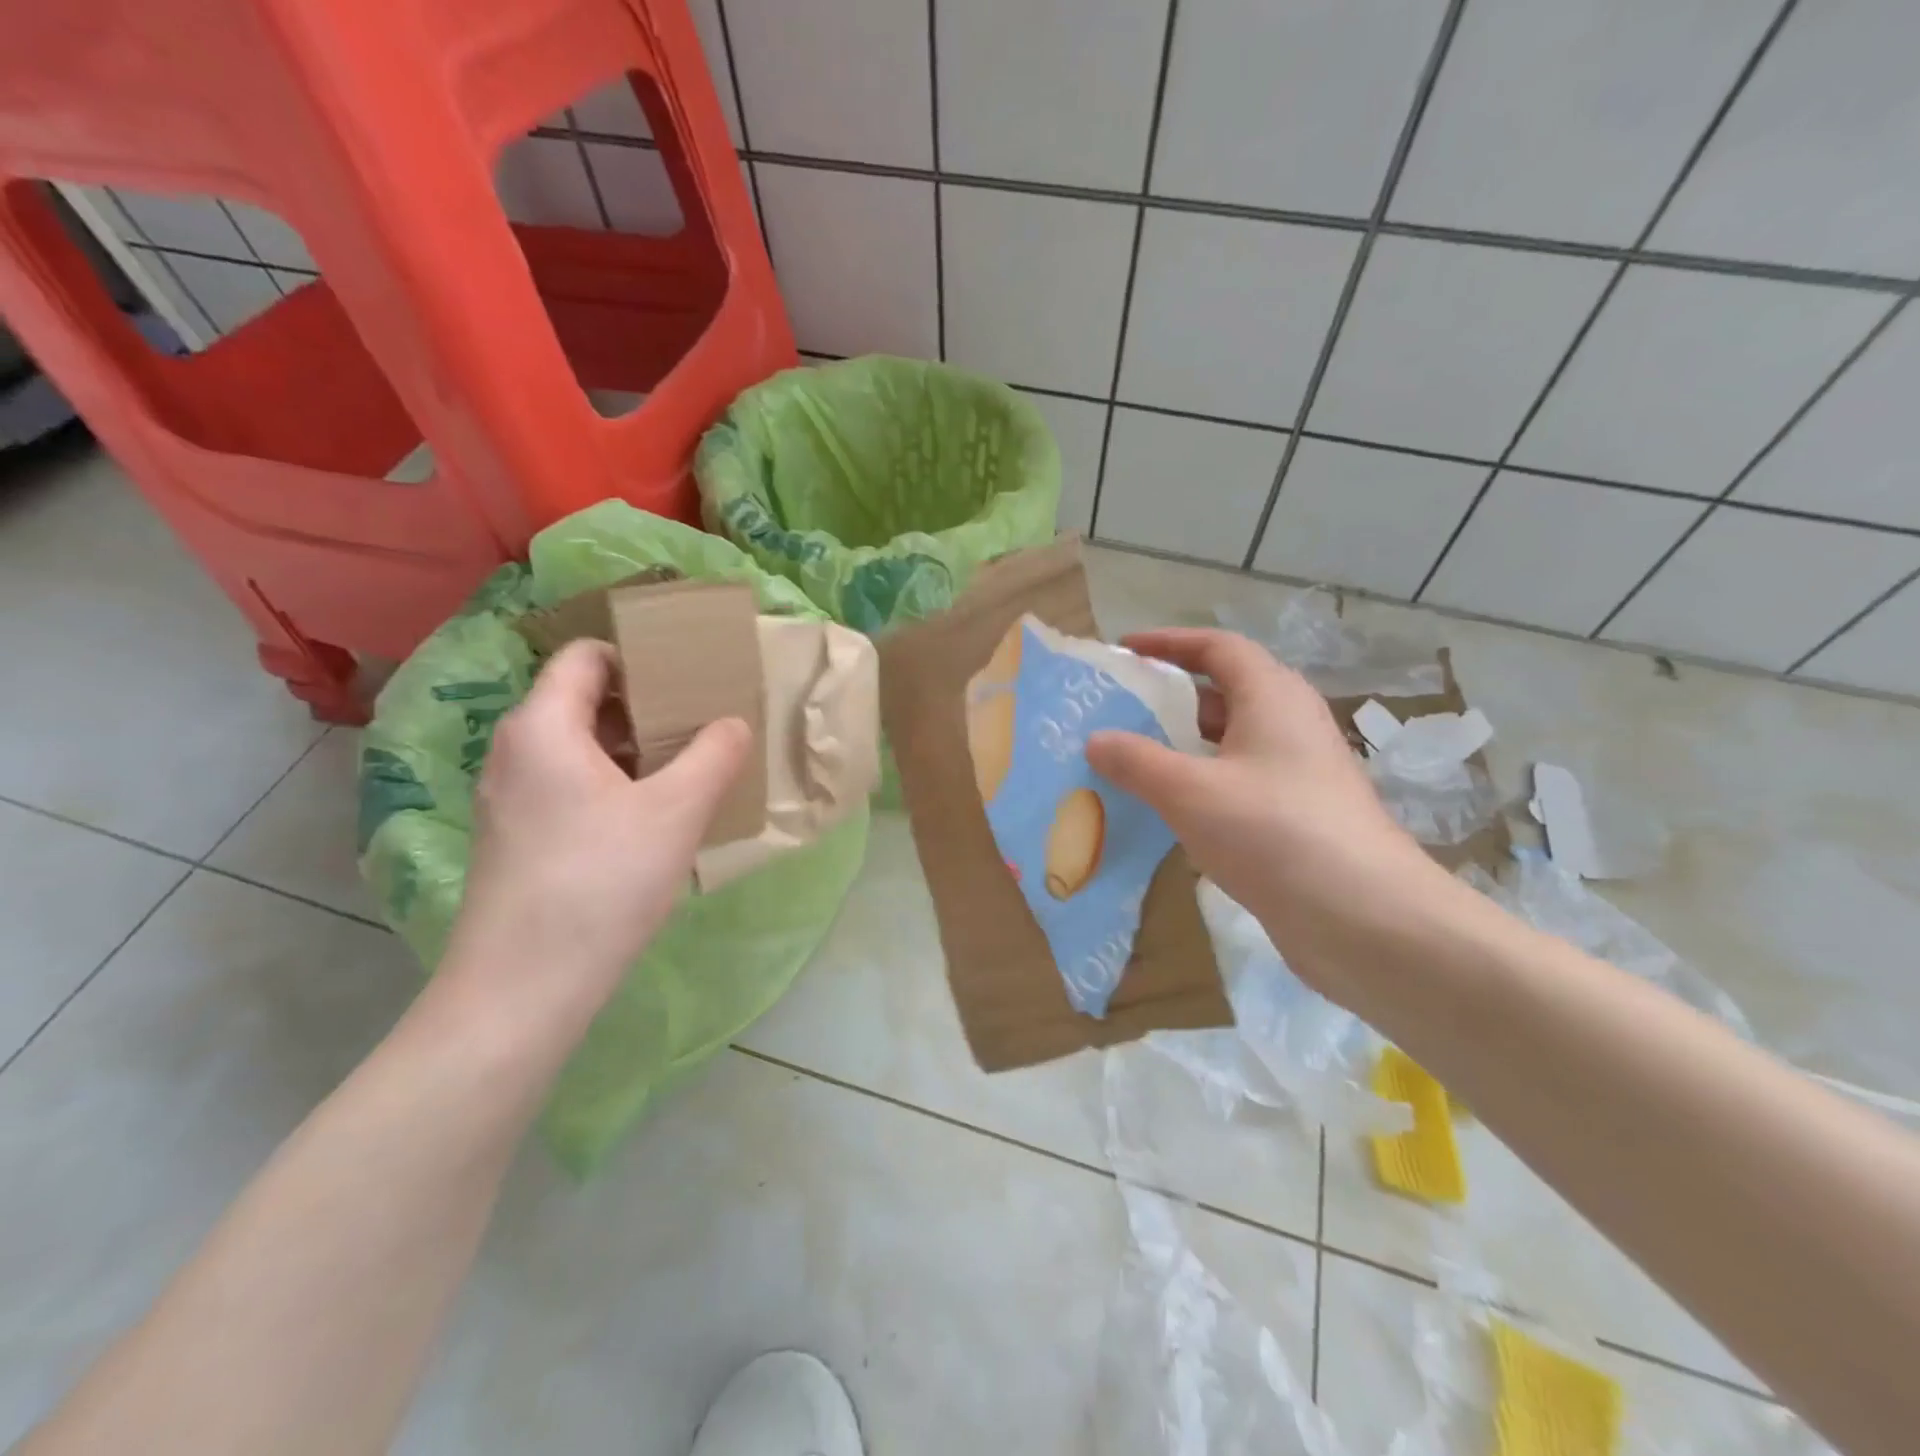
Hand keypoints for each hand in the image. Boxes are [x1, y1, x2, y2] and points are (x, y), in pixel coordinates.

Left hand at [440, 640, 751, 1027]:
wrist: (523, 987)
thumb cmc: (601, 882)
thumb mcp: (676, 812)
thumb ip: (714, 756)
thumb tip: (733, 723)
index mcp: (543, 726)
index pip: (586, 655)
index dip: (638, 654)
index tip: (688, 675)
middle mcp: (515, 751)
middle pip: (583, 699)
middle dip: (646, 704)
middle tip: (701, 721)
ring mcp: (510, 797)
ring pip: (578, 747)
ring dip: (634, 748)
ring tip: (688, 766)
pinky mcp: (516, 837)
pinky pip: (569, 784)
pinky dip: (613, 783)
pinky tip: (654, 816)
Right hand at [1087, 628, 1448, 1002]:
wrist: (1364, 918)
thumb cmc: (1273, 832)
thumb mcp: (1189, 791)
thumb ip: (1136, 761)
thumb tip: (1096, 739)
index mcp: (1272, 697)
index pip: (1217, 647)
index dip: (1169, 642)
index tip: (1124, 650)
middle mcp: (1290, 724)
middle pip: (1225, 691)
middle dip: (1170, 695)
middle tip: (1120, 708)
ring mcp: (1299, 772)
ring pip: (1231, 741)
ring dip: (1184, 743)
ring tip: (1132, 757)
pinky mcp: (1298, 815)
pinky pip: (1239, 781)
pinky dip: (1201, 782)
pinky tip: (1170, 809)